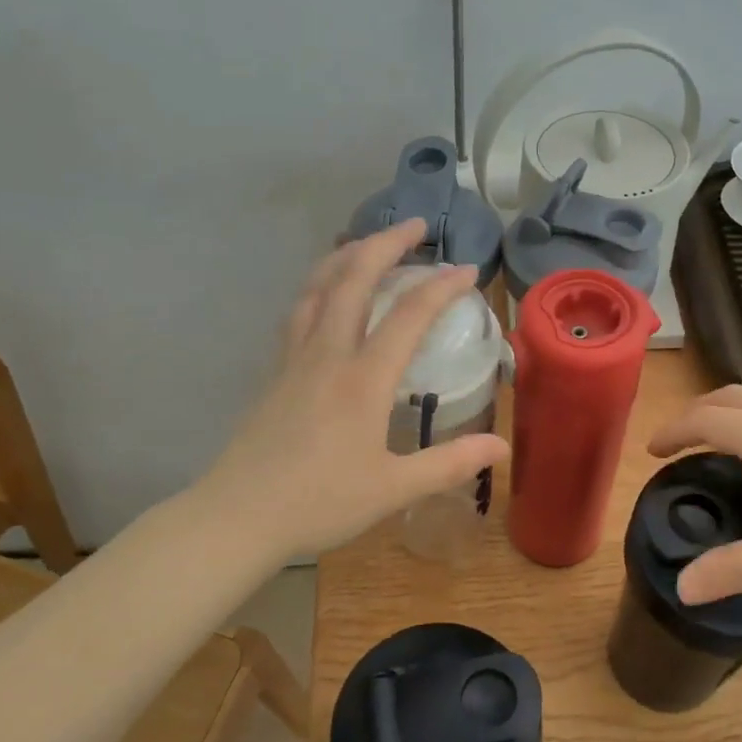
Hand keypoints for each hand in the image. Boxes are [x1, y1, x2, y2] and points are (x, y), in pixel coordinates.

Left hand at [202, 219, 508, 560]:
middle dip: (386, 244)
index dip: (441, 287)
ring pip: (317, 287)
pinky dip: (319, 286)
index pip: (408, 316)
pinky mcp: (274, 372)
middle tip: (415, 226)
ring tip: (367, 244)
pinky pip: (299, 311)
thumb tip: (502, 448)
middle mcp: (327, 355)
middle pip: (353, 278)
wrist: (238, 515)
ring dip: (345, 256)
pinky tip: (325, 295)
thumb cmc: (319, 503)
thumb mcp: (393, 489)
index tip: (467, 271)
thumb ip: (449, 464)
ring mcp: (294, 359)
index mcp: (362, 380)